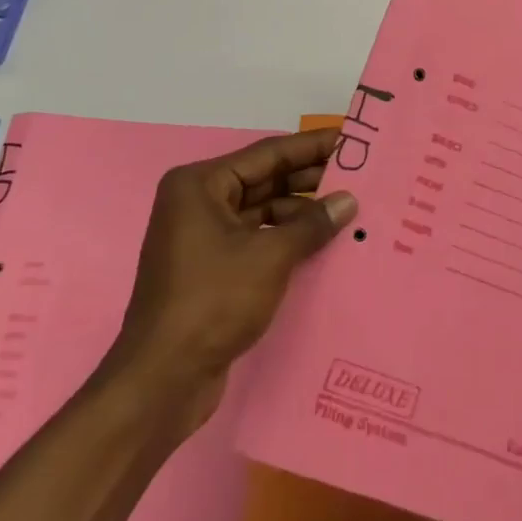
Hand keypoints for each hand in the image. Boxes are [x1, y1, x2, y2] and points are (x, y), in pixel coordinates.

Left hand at [112, 128, 357, 426]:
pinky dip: (286, 239)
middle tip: (358, 175)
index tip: (350, 140)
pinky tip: (322, 244)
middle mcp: (198, 202)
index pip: (267, 154)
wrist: (163, 380)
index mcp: (200, 185)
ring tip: (348, 210)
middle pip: (264, 180)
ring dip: (301, 213)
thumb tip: (347, 201)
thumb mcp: (269, 256)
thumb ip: (311, 224)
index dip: (311, 146)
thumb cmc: (212, 301)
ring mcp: (202, 237)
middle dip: (309, 179)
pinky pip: (256, 240)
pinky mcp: (211, 269)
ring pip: (262, 211)